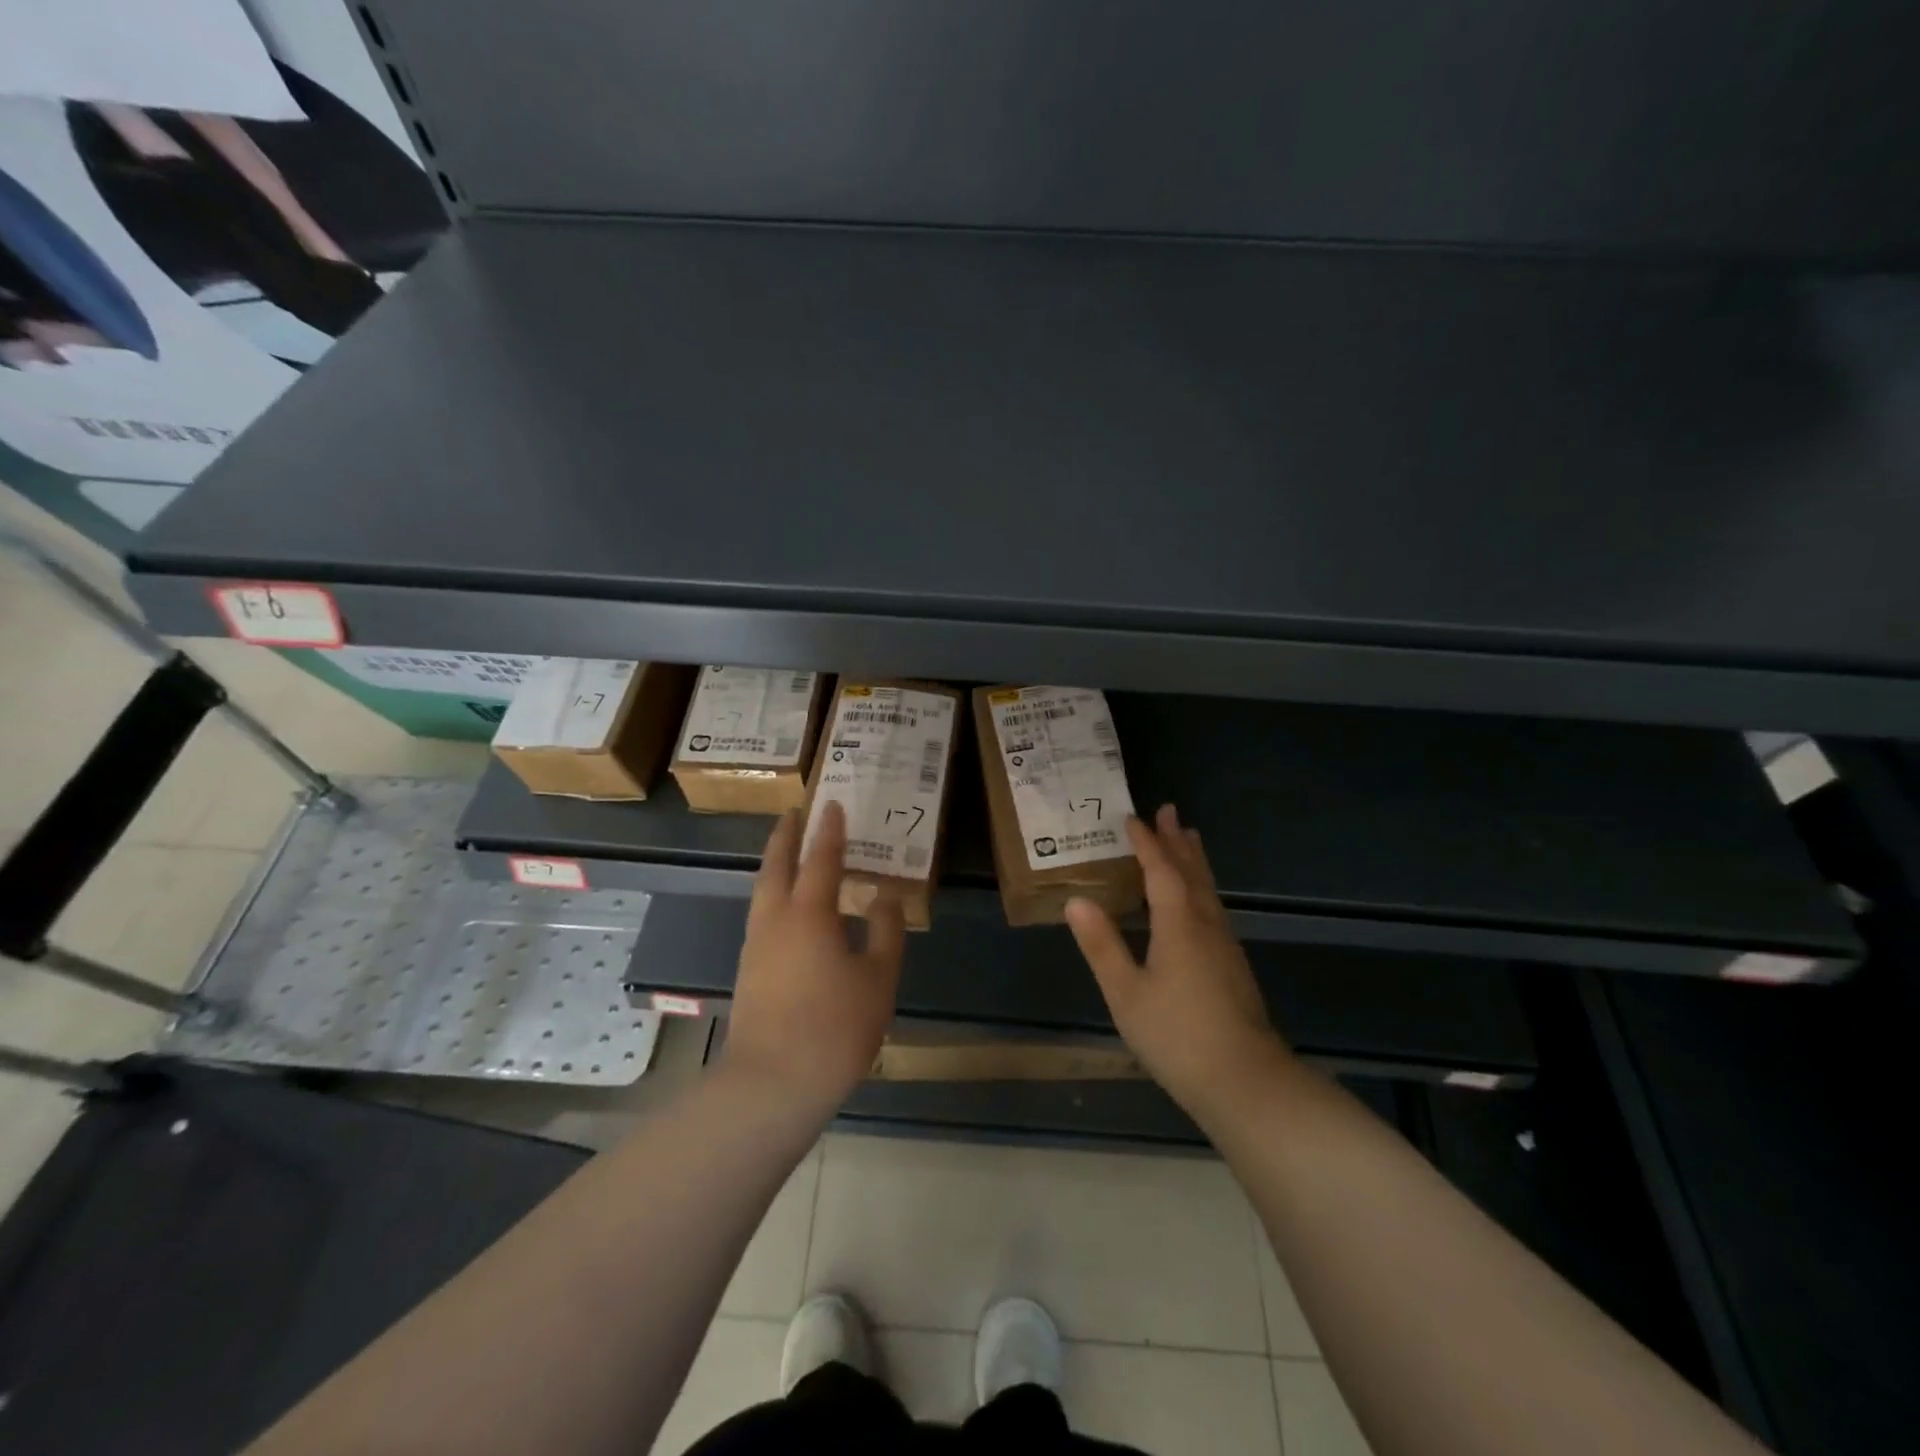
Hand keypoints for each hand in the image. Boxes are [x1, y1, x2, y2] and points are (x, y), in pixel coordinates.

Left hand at [723, 801, 904, 1110]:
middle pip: (777, 866)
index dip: (828, 831)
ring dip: (776, 864)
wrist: (772, 1084)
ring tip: (790, 852)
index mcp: (810, 914)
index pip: (821, 859)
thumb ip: (886, 931)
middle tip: (793, 813)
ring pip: (763, 890)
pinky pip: (762, 914)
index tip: (831, 804)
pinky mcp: (749, 969)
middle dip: (785, 836)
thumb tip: (885, 895)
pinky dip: (774, 894)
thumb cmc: (834, 1027)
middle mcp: (776, 919)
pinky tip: (788, 909)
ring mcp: (756, 945)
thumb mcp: (878, 979)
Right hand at [1066, 804, 1290, 1119]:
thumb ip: (1102, 945)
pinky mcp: (1233, 965)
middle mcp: (1206, 924)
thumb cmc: (1177, 1035)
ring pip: (1208, 889)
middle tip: (1169, 811)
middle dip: (1177, 841)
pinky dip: (1201, 886)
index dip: (1146, 843)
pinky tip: (1197, 901)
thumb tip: (1076, 901)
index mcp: (1179, 924)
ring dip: (1194, 860)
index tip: (1132, 818)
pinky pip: (1213, 907)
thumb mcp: (1126, 993)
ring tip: (1188, 839)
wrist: (1246, 1082)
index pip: (1161, 871)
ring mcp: (1225, 945)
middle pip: (1192, 872)